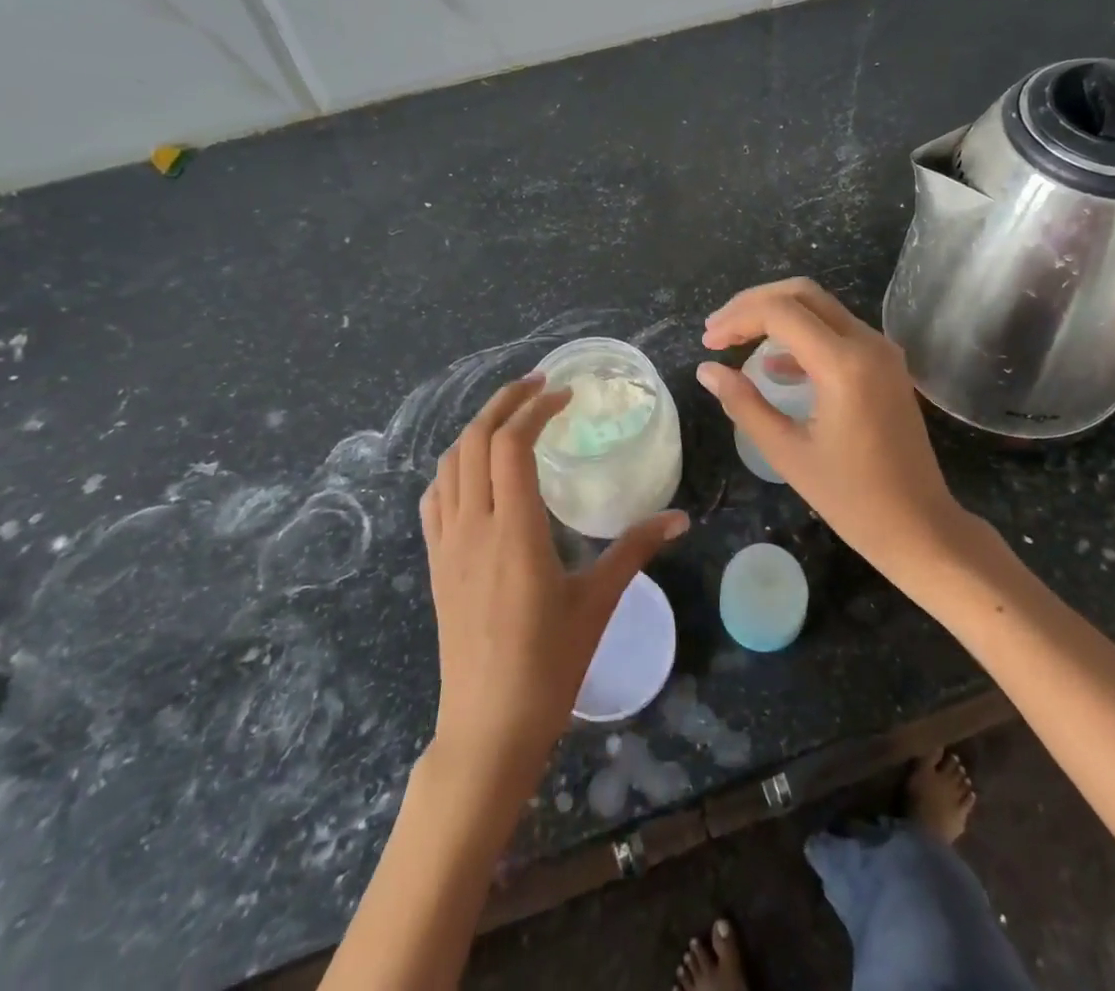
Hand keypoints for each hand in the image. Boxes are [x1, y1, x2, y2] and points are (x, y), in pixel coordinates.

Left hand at [421, 377, 688, 777]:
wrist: (488, 729)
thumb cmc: (549, 665)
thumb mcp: (598, 602)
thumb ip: (635, 549)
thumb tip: (679, 518)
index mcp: (514, 530)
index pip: (512, 444)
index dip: (536, 408)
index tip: (565, 396)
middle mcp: (473, 526)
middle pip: (475, 440)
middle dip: (504, 402)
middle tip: (538, 386)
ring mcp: (447, 544)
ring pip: (450, 463)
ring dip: (477, 429)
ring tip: (511, 417)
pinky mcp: (436, 563)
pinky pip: (435, 497)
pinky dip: (454, 466)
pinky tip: (476, 471)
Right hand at [697, 278, 965, 576]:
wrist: (919, 526)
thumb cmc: (852, 498)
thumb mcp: (787, 452)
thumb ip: (744, 404)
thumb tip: (707, 371)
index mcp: (844, 364)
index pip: (780, 312)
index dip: (737, 319)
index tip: (707, 342)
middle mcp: (867, 344)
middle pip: (802, 294)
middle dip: (753, 304)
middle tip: (718, 330)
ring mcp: (881, 352)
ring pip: (820, 308)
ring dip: (776, 315)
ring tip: (735, 340)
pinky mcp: (885, 365)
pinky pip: (837, 331)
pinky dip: (801, 335)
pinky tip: (773, 365)